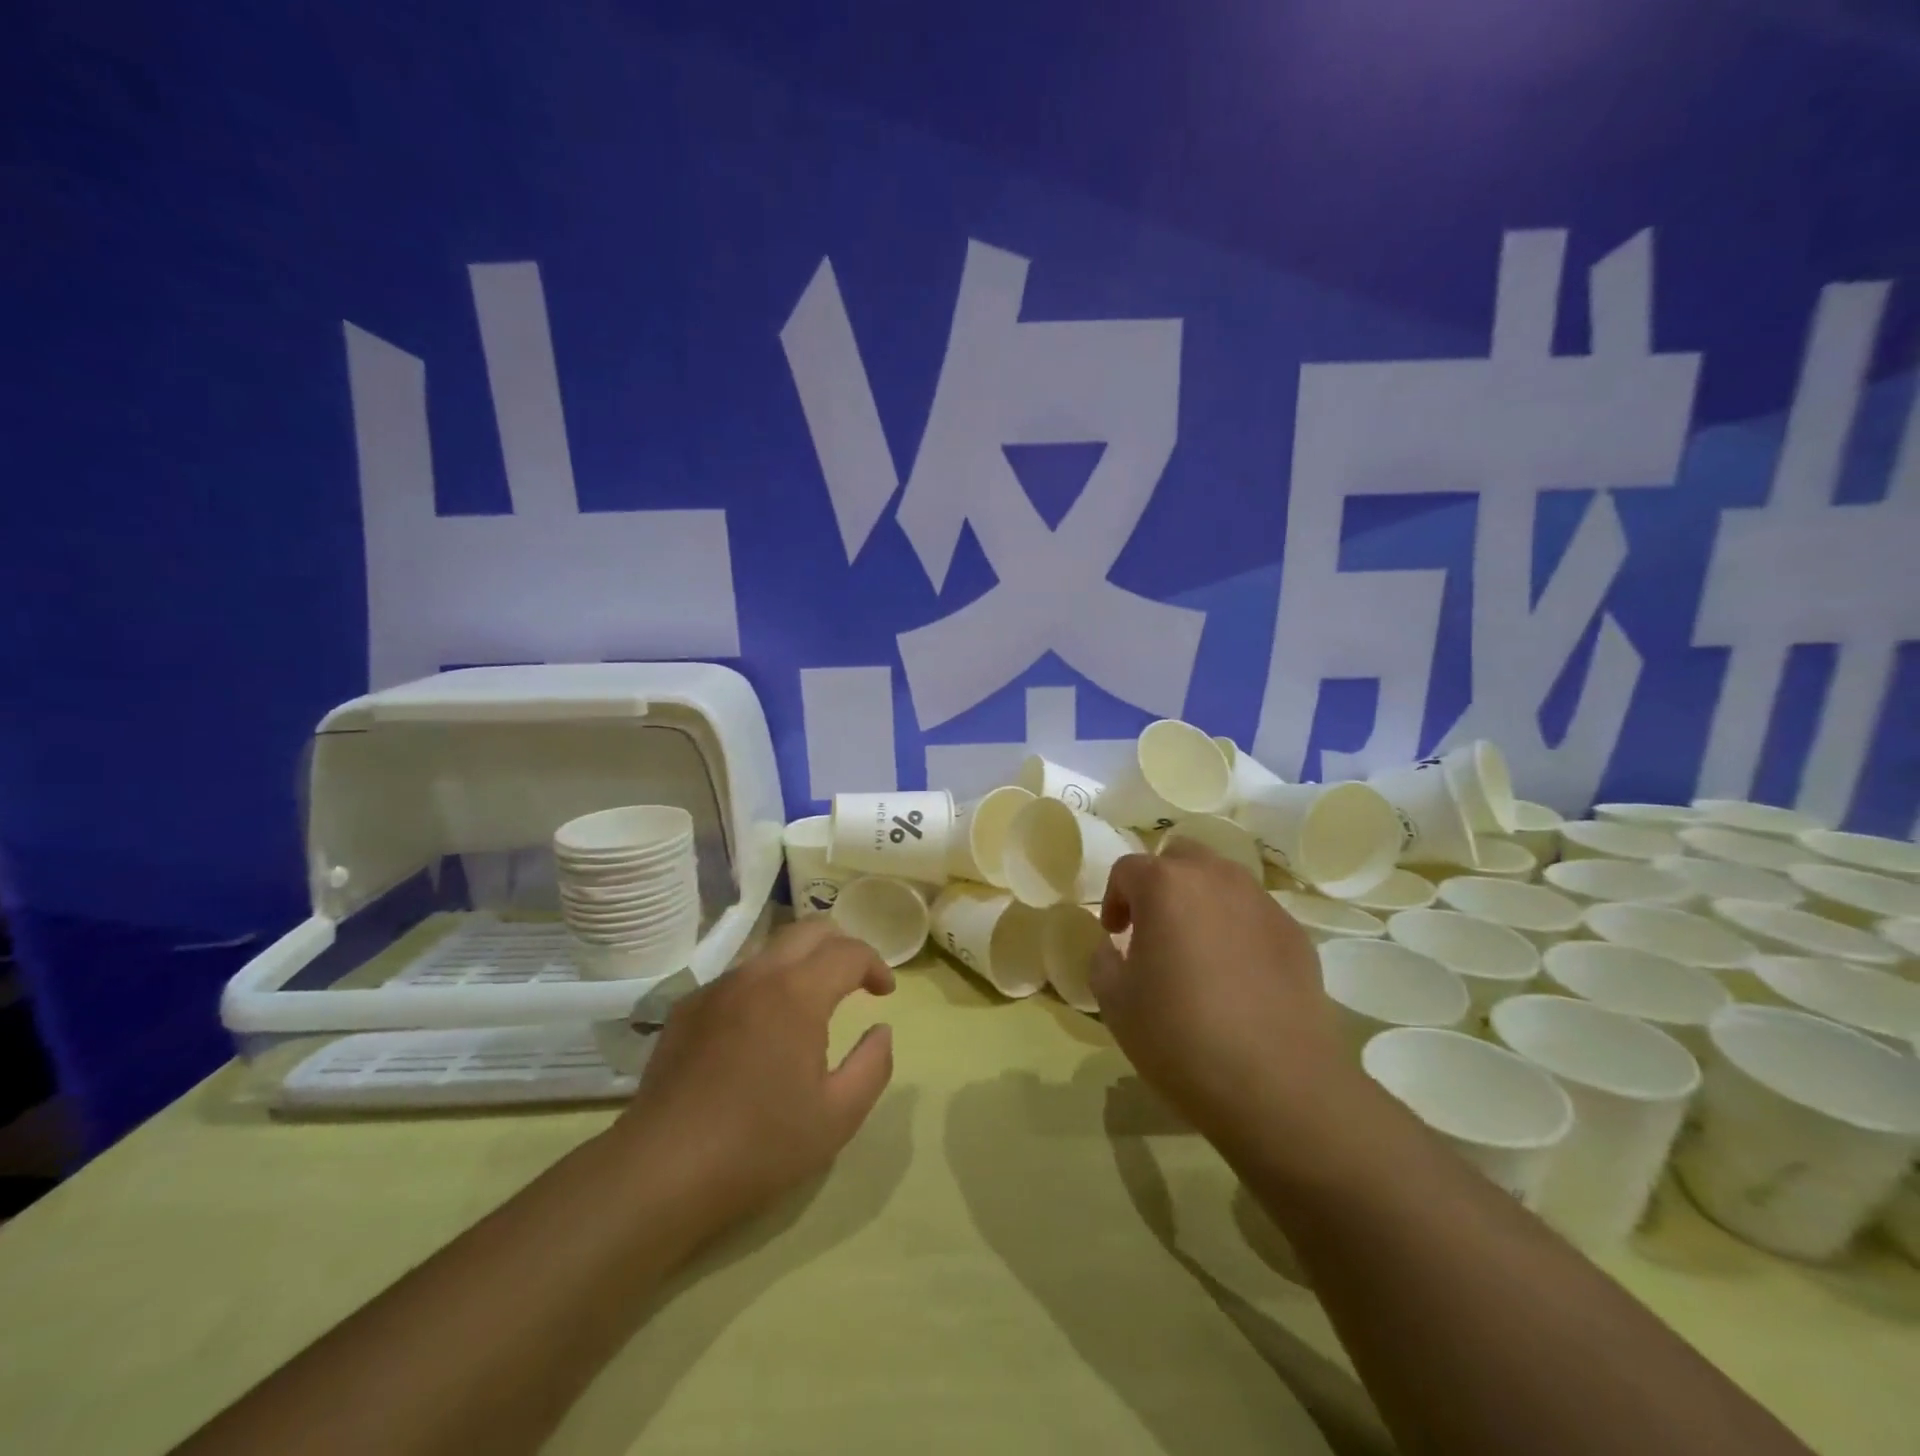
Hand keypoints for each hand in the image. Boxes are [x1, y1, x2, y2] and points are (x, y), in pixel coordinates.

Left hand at [611, 920, 896, 1226]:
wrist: (661, 1171)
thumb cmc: (759, 1145)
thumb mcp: (838, 1116)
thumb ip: (873, 1065)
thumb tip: (881, 1031)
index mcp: (797, 993)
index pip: (848, 952)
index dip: (875, 965)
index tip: (885, 993)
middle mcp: (757, 975)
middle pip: (808, 931)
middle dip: (840, 946)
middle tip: (855, 980)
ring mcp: (716, 989)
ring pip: (770, 951)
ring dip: (801, 964)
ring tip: (811, 1004)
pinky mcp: (687, 1009)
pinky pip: (738, 978)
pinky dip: (764, 986)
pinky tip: (761, 1030)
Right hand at [1091, 841, 1350, 1150]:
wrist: (1278, 1086)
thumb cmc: (1181, 1037)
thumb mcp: (1115, 1003)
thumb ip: (1103, 960)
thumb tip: (1115, 947)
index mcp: (1166, 885)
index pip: (1128, 869)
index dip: (1114, 899)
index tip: (1115, 936)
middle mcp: (1216, 878)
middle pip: (1180, 857)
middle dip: (1160, 884)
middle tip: (1153, 929)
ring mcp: (1262, 903)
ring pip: (1222, 881)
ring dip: (1201, 902)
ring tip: (1196, 951)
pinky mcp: (1295, 934)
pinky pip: (1254, 914)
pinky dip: (1237, 929)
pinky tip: (1237, 978)